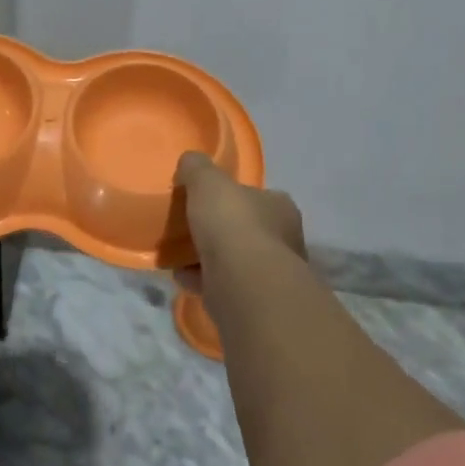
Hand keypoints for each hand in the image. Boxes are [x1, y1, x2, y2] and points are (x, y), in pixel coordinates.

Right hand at [174, 152, 304, 290]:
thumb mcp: (207, 180)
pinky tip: (183, 278)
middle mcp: (284, 240)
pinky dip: (204, 281)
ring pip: (235, 261)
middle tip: (190, 229)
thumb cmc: (232, 223)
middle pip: (246, 230)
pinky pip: (224, 286)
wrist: (243, 284)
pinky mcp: (256, 303)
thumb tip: (190, 162)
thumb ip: (197, 167)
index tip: (205, 201)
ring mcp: (272, 275)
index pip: (257, 197)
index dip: (231, 197)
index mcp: (280, 207)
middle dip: (218, 231)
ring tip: (180, 256)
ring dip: (208, 259)